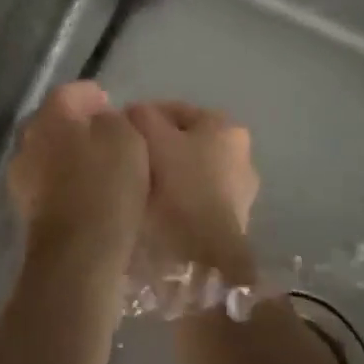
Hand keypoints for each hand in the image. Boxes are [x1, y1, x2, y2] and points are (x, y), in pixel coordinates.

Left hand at [8, 82, 149, 271]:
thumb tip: (102, 121)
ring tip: (100, 165)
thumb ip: (113, 120)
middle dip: (76, 125)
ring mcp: (22, 179)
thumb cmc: (105, 186)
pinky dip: (67, 183)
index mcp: (49, 117)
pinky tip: (89, 192)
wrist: (77, 254)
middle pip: (53, 123)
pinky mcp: (28, 212)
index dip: (88, 94)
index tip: (108, 101)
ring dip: (70, 156)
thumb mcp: (125, 138)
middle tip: (105, 133)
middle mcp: (27, 142)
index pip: (67, 93)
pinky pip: (51, 185)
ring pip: (49, 155)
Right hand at [125, 102, 260, 281]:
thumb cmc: (181, 184)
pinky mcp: (235, 220)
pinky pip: (197, 197)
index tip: (121, 134)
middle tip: (129, 160)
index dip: (142, 118)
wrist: (205, 254)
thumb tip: (133, 111)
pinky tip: (158, 209)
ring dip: (168, 174)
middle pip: (185, 140)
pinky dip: (179, 198)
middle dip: (158, 147)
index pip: (174, 110)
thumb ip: (141, 115)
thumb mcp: (152, 137)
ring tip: (140, 187)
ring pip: (192, 170)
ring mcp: (242, 189)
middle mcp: (241, 152)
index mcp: (225, 125)